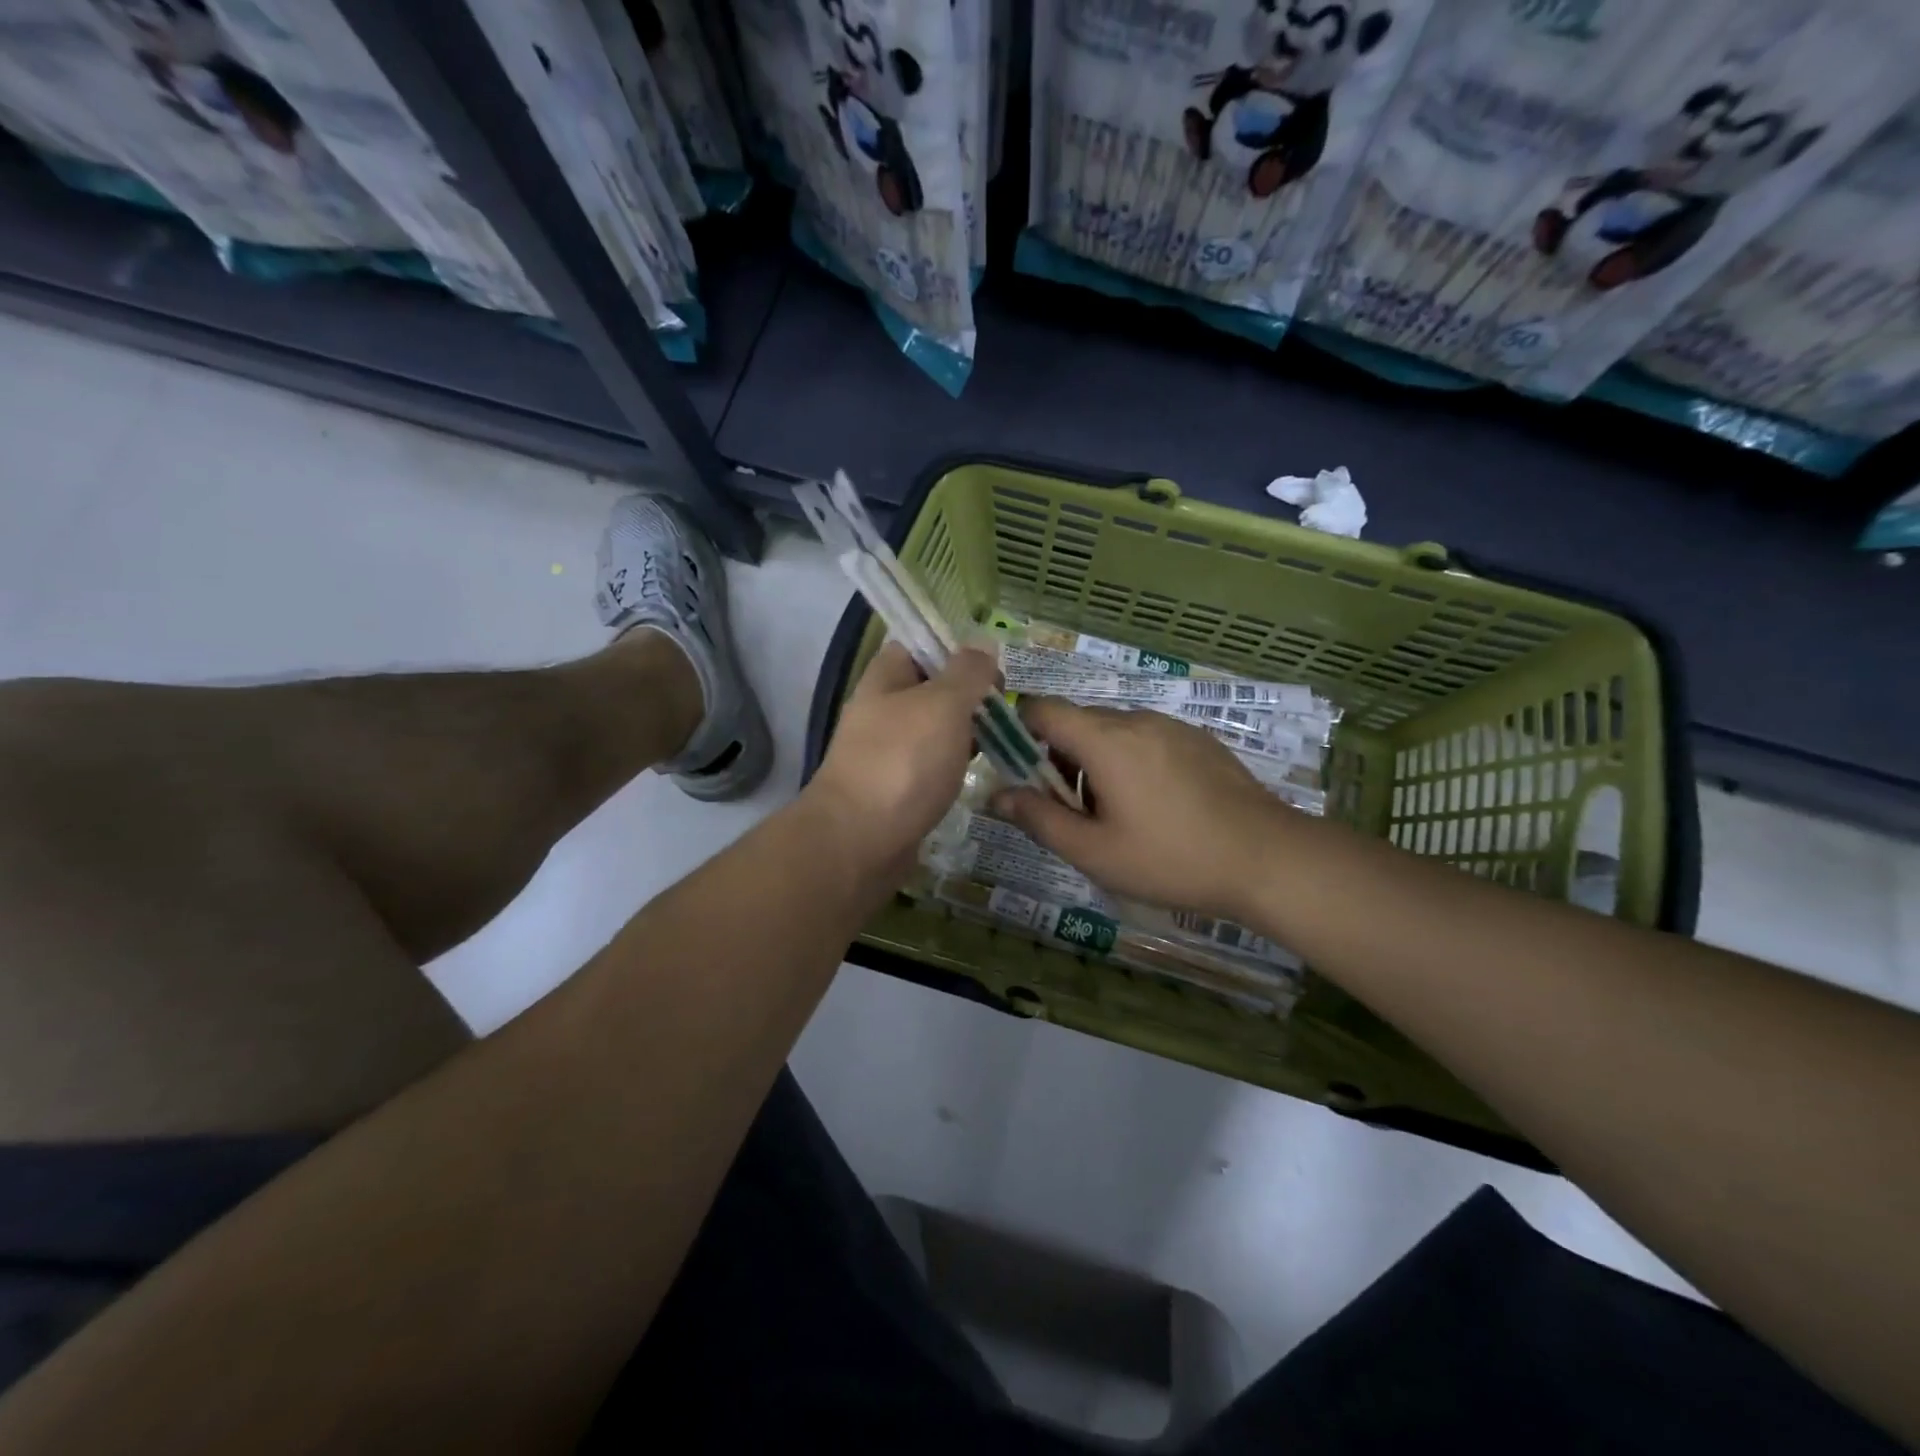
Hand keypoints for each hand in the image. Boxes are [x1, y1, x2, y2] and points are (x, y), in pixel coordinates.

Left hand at [807, 642, 1001, 880]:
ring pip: (934, 730)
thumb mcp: (943, 704)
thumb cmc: (903, 762)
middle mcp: (882, 710)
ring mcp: (887, 752)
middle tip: (1005, 711)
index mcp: (885, 678)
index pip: (918, 645)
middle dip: (969, 696)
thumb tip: (983, 644)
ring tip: (1002, 742)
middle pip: (931, 689)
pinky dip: (954, 766)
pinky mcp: (896, 789)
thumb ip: (967, 672)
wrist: (859, 841)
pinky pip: (931, 766)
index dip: (955, 649)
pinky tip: (977, 774)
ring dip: (965, 733)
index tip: (992, 668)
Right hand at [992, 698, 1300, 923]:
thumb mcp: (1095, 852)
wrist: (1268, 858)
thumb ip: (1039, 820)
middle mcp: (1136, 719)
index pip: (1042, 709)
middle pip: (1077, 722)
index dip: (1018, 730)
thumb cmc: (1172, 858)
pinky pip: (1146, 739)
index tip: (1016, 769)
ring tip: (1115, 815)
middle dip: (1058, 757)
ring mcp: (1173, 727)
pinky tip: (1154, 807)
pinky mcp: (1199, 740)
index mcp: (1105, 740)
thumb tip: (996, 796)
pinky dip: (1130, 762)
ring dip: (1095, 762)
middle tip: (1069, 810)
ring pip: (1113, 732)